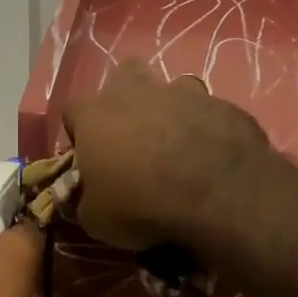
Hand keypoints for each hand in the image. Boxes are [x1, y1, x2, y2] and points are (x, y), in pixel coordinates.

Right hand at [63, 60, 271, 250]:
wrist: (218, 194)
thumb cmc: (141, 203)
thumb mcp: (96, 219)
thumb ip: (87, 200)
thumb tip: (89, 199)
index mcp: (95, 113)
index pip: (73, 111)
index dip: (80, 134)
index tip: (91, 159)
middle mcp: (136, 91)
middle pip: (125, 77)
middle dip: (127, 99)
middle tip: (134, 137)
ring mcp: (183, 92)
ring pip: (172, 89)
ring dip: (171, 110)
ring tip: (179, 146)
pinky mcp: (224, 103)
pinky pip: (209, 112)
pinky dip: (207, 129)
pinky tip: (213, 156)